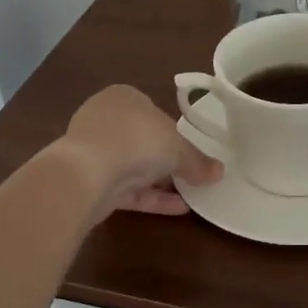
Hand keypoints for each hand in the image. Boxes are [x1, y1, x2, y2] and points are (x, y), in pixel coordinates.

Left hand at [60, 85, 222, 218]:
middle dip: (164, 159)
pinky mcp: (90, 181)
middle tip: (191, 174)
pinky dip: (151, 198)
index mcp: (124, 97)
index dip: (172, 131)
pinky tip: (178, 210)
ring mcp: (94, 151)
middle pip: (142, 140)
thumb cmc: (137, 140)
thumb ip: (198, 161)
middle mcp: (105, 119)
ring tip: (190, 196)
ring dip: (159, 181)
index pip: (152, 111)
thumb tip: (219, 172)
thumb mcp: (178, 148)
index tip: (189, 150)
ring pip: (133, 166)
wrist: (87, 172)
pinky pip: (127, 189)